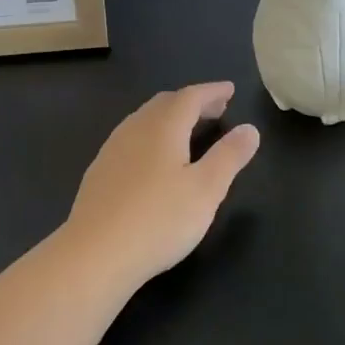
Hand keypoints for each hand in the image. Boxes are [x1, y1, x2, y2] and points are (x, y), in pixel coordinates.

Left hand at [62, 82, 260, 284]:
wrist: (94, 255)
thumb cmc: (158, 220)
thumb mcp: (206, 190)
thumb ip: (229, 156)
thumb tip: (249, 129)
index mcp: (163, 127)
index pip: (190, 96)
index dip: (213, 91)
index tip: (230, 90)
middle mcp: (134, 129)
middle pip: (165, 104)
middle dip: (192, 103)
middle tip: (215, 110)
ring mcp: (112, 151)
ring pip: (144, 121)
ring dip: (170, 118)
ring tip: (189, 132)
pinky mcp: (99, 173)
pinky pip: (131, 140)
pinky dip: (152, 137)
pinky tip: (155, 160)